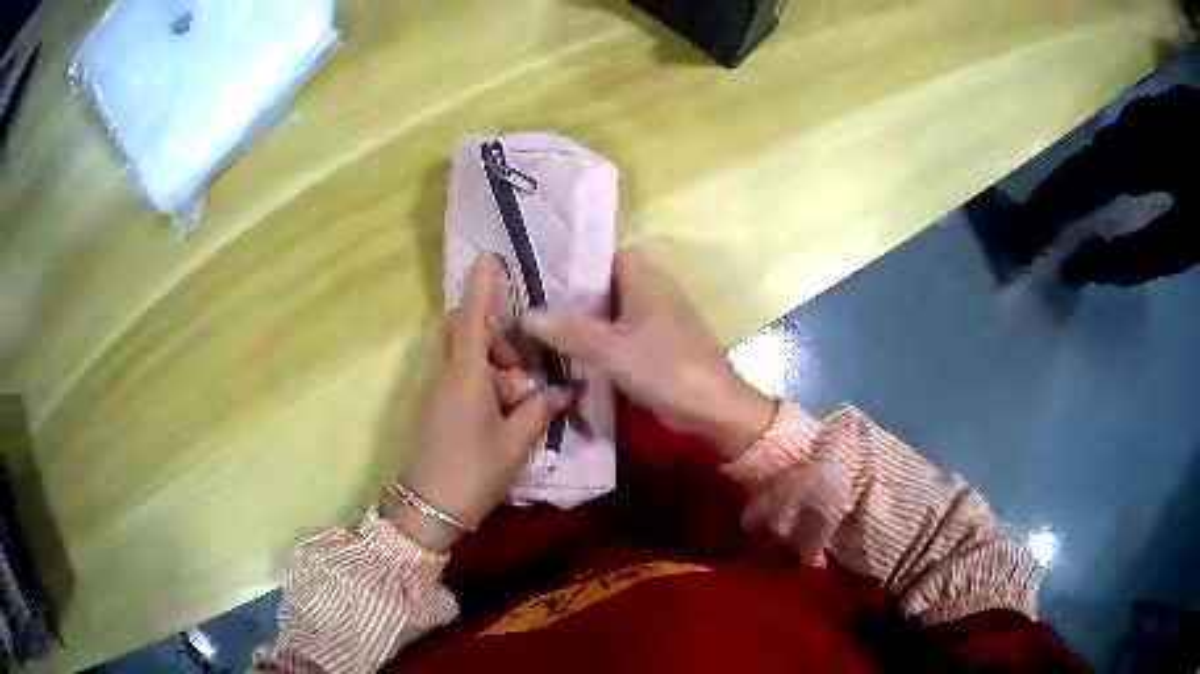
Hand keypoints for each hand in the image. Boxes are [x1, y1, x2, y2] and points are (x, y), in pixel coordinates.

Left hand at [387, 256, 569, 552]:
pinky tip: (493, 408)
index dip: (482, 287)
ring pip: (451, 351)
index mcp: (465, 376)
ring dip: (479, 356)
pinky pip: (447, 372)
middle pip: (455, 327)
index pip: (473, 317)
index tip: (489, 259)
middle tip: (514, 360)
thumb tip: (562, 390)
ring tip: (509, 393)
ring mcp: (429, 389)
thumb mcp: (515, 443)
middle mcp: (442, 373)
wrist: (427, 508)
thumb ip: (539, 410)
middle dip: (483, 327)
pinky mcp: (426, 406)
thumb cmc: (474, 472)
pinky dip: (470, 375)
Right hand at [522, 250, 775, 461]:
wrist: (712, 408)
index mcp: (645, 277)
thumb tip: (526, 318)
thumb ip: (568, 332)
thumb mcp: (610, 349)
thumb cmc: (665, 368)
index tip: (537, 275)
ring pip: (610, 311)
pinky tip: (569, 351)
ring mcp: (655, 318)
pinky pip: (619, 333)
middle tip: (531, 304)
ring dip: (583, 321)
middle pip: (603, 284)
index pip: (602, 255)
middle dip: (571, 296)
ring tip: (540, 326)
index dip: (571, 263)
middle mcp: (651, 289)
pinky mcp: (656, 344)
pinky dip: (598, 340)